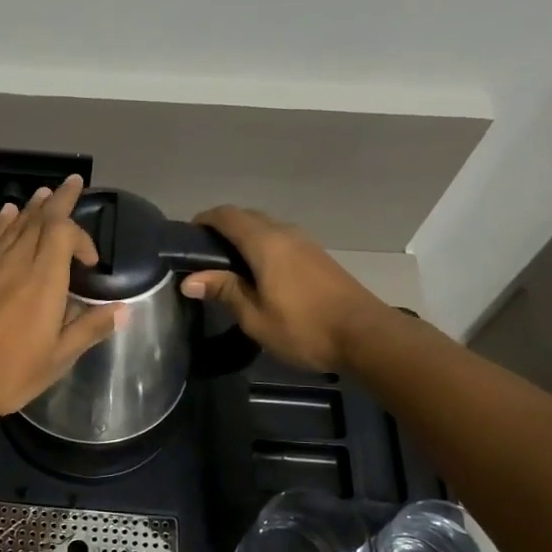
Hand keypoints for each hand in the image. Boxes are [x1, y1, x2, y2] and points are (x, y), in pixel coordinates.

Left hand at [0, 176, 125, 430]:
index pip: (64, 234)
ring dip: (32, 208)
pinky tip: (6, 213)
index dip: (81, 236)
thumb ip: (89, 328)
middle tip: (74, 182)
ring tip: (46, 192)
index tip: (90, 261)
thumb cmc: (11, 374)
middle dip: (60, 200)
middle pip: (40, 220)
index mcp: (44, 282)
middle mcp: (16, 264)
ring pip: (13, 225)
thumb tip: (122, 310)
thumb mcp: (58, 358)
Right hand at [180, 206, 389, 372]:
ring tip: (226, 266)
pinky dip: (262, 247)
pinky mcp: (318, 257)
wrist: (365, 336)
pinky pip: (281, 240)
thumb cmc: (303, 328)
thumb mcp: (255, 316)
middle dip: (222, 229)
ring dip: (244, 238)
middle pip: (247, 217)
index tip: (186, 238)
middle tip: (202, 256)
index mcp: (265, 243)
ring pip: (266, 228)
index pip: (227, 215)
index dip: (204, 220)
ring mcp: (305, 243)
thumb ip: (224, 291)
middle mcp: (285, 233)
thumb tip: (189, 280)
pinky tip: (257, 273)